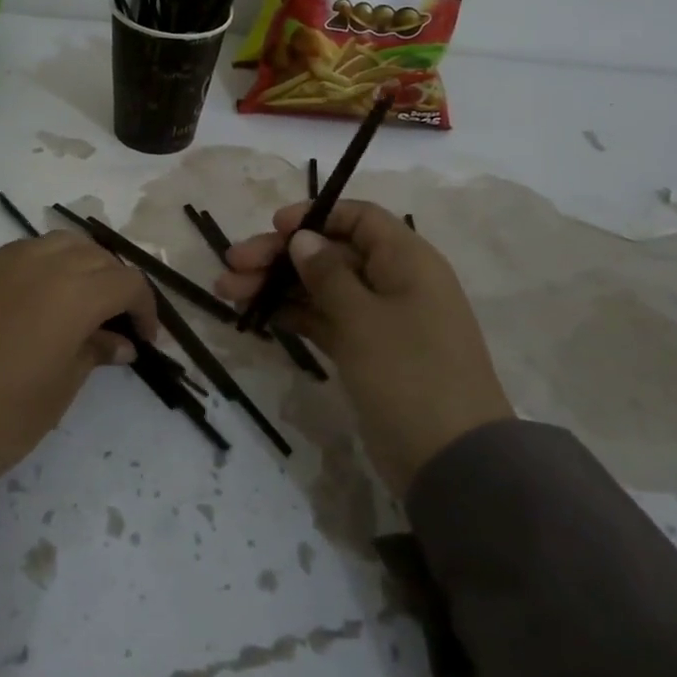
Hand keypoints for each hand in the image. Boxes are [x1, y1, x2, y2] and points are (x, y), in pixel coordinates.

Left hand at [0, 231, 157, 477]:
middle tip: (118, 323)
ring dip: (85, 266)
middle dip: (117, 285)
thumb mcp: (62, 387)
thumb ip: (95, 352)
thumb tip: (121, 342)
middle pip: (98, 257)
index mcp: (74, 292)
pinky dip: (51, 262)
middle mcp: (45, 263)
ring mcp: (8, 262)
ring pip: (64, 243)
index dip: (145, 309)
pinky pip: (30, 250)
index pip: (128, 283)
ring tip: (86, 302)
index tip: (145, 340)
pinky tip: (48, 295)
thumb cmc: (5, 413)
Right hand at [215, 200, 512, 495]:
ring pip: (320, 288)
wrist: (450, 460)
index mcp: (407, 261)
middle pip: (330, 253)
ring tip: (226, 292)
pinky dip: (293, 314)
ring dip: (276, 286)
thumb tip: (303, 238)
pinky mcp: (366, 351)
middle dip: (279, 256)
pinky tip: (257, 314)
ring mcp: (379, 319)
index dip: (316, 216)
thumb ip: (327, 274)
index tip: (274, 227)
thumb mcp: (364, 318)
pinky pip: (324, 319)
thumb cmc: (409, 375)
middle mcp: (393, 281)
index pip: (359, 219)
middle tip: (231, 267)